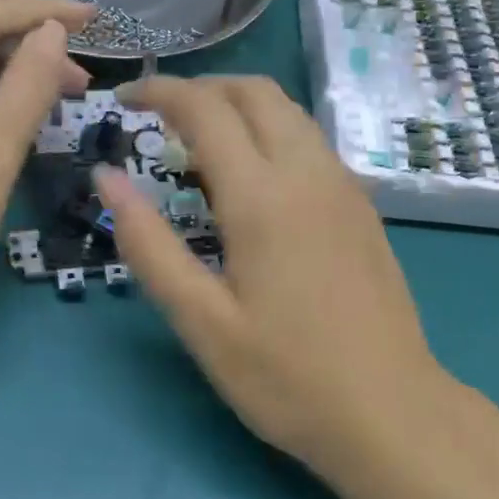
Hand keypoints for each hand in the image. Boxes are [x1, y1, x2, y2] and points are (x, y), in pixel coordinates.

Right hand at [95, 76, 448, 468]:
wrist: (391, 411)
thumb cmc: (287, 377)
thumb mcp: (202, 321)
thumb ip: (149, 245)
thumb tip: (107, 180)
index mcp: (263, 196)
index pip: (205, 109)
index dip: (160, 91)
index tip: (124, 99)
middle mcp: (308, 173)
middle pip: (254, 92)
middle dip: (202, 88)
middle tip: (160, 118)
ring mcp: (343, 186)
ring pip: (288, 111)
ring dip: (239, 107)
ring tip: (199, 146)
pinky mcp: (362, 206)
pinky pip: (310, 141)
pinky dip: (271, 131)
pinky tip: (253, 179)